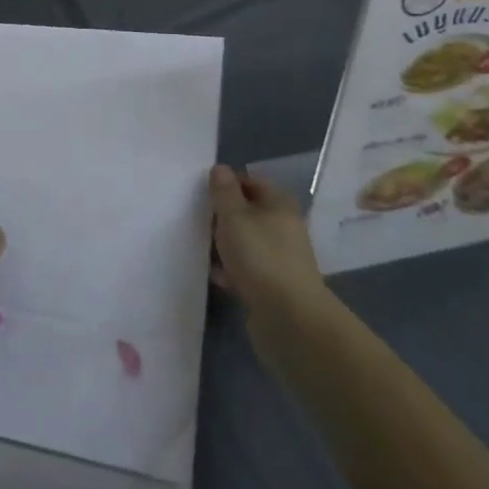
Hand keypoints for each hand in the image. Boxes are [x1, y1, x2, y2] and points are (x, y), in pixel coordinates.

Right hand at [209, 164, 323, 314]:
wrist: (290, 319)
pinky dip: (233, 270)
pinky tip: (216, 276)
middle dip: (223, 216)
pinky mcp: (275, 286)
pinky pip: (248, 269)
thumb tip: (220, 169)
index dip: (226, 183)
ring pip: (247, 242)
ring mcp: (281, 258)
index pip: (250, 181)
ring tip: (203, 248)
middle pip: (248, 212)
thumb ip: (224, 191)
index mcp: (279, 203)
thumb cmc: (260, 257)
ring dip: (226, 244)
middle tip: (198, 220)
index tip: (202, 193)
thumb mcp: (234, 216)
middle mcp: (284, 226)